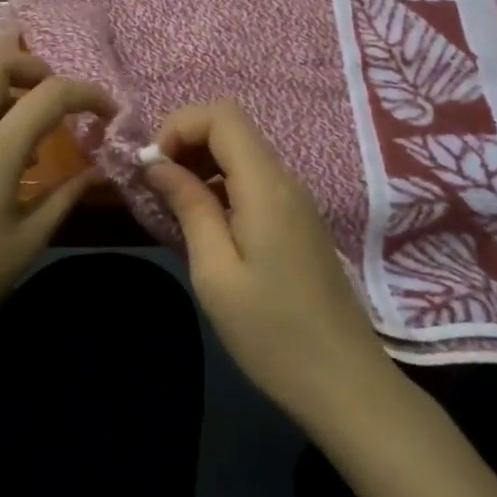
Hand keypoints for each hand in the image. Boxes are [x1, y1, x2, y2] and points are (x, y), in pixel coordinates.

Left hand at [0, 51, 111, 362]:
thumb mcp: (27, 243)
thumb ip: (64, 198)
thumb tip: (95, 171)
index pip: (48, 93)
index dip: (87, 93)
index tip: (110, 114)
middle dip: (35, 65)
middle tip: (60, 99)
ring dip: (12, 89)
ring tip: (41, 132)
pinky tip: (10, 163)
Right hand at [144, 100, 394, 425]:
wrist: (344, 382)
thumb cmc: (272, 333)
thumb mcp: (216, 272)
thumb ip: (189, 207)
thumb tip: (157, 164)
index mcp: (266, 187)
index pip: (222, 114)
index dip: (178, 126)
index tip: (153, 168)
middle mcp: (286, 181)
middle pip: (232, 128)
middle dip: (185, 143)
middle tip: (157, 188)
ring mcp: (296, 201)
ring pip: (242, 154)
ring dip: (201, 165)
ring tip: (174, 208)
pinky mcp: (298, 222)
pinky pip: (254, 182)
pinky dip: (221, 186)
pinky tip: (205, 227)